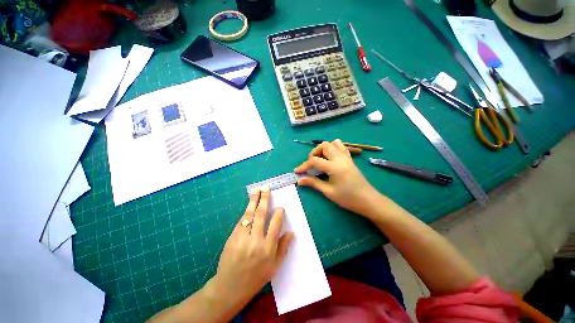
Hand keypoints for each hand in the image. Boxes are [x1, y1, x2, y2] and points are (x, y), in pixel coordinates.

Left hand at [212, 187, 293, 306]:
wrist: (230, 286)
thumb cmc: (256, 278)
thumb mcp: (274, 266)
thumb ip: (283, 248)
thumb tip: (291, 232)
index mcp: (268, 248)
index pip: (275, 224)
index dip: (278, 213)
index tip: (280, 207)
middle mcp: (255, 240)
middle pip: (261, 214)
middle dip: (264, 199)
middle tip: (266, 188)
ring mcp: (242, 238)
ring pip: (249, 214)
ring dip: (253, 200)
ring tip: (256, 190)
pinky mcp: (232, 237)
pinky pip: (241, 221)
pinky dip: (246, 211)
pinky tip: (249, 205)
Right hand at [294, 139, 379, 216]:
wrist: (368, 200)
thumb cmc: (348, 198)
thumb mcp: (329, 192)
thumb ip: (313, 183)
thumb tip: (300, 180)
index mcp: (334, 167)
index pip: (314, 160)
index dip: (304, 165)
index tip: (297, 172)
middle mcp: (340, 158)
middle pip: (324, 145)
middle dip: (314, 153)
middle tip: (311, 164)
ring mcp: (347, 157)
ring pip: (333, 143)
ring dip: (324, 149)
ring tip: (321, 160)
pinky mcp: (350, 159)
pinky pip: (341, 147)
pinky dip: (333, 148)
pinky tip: (330, 158)